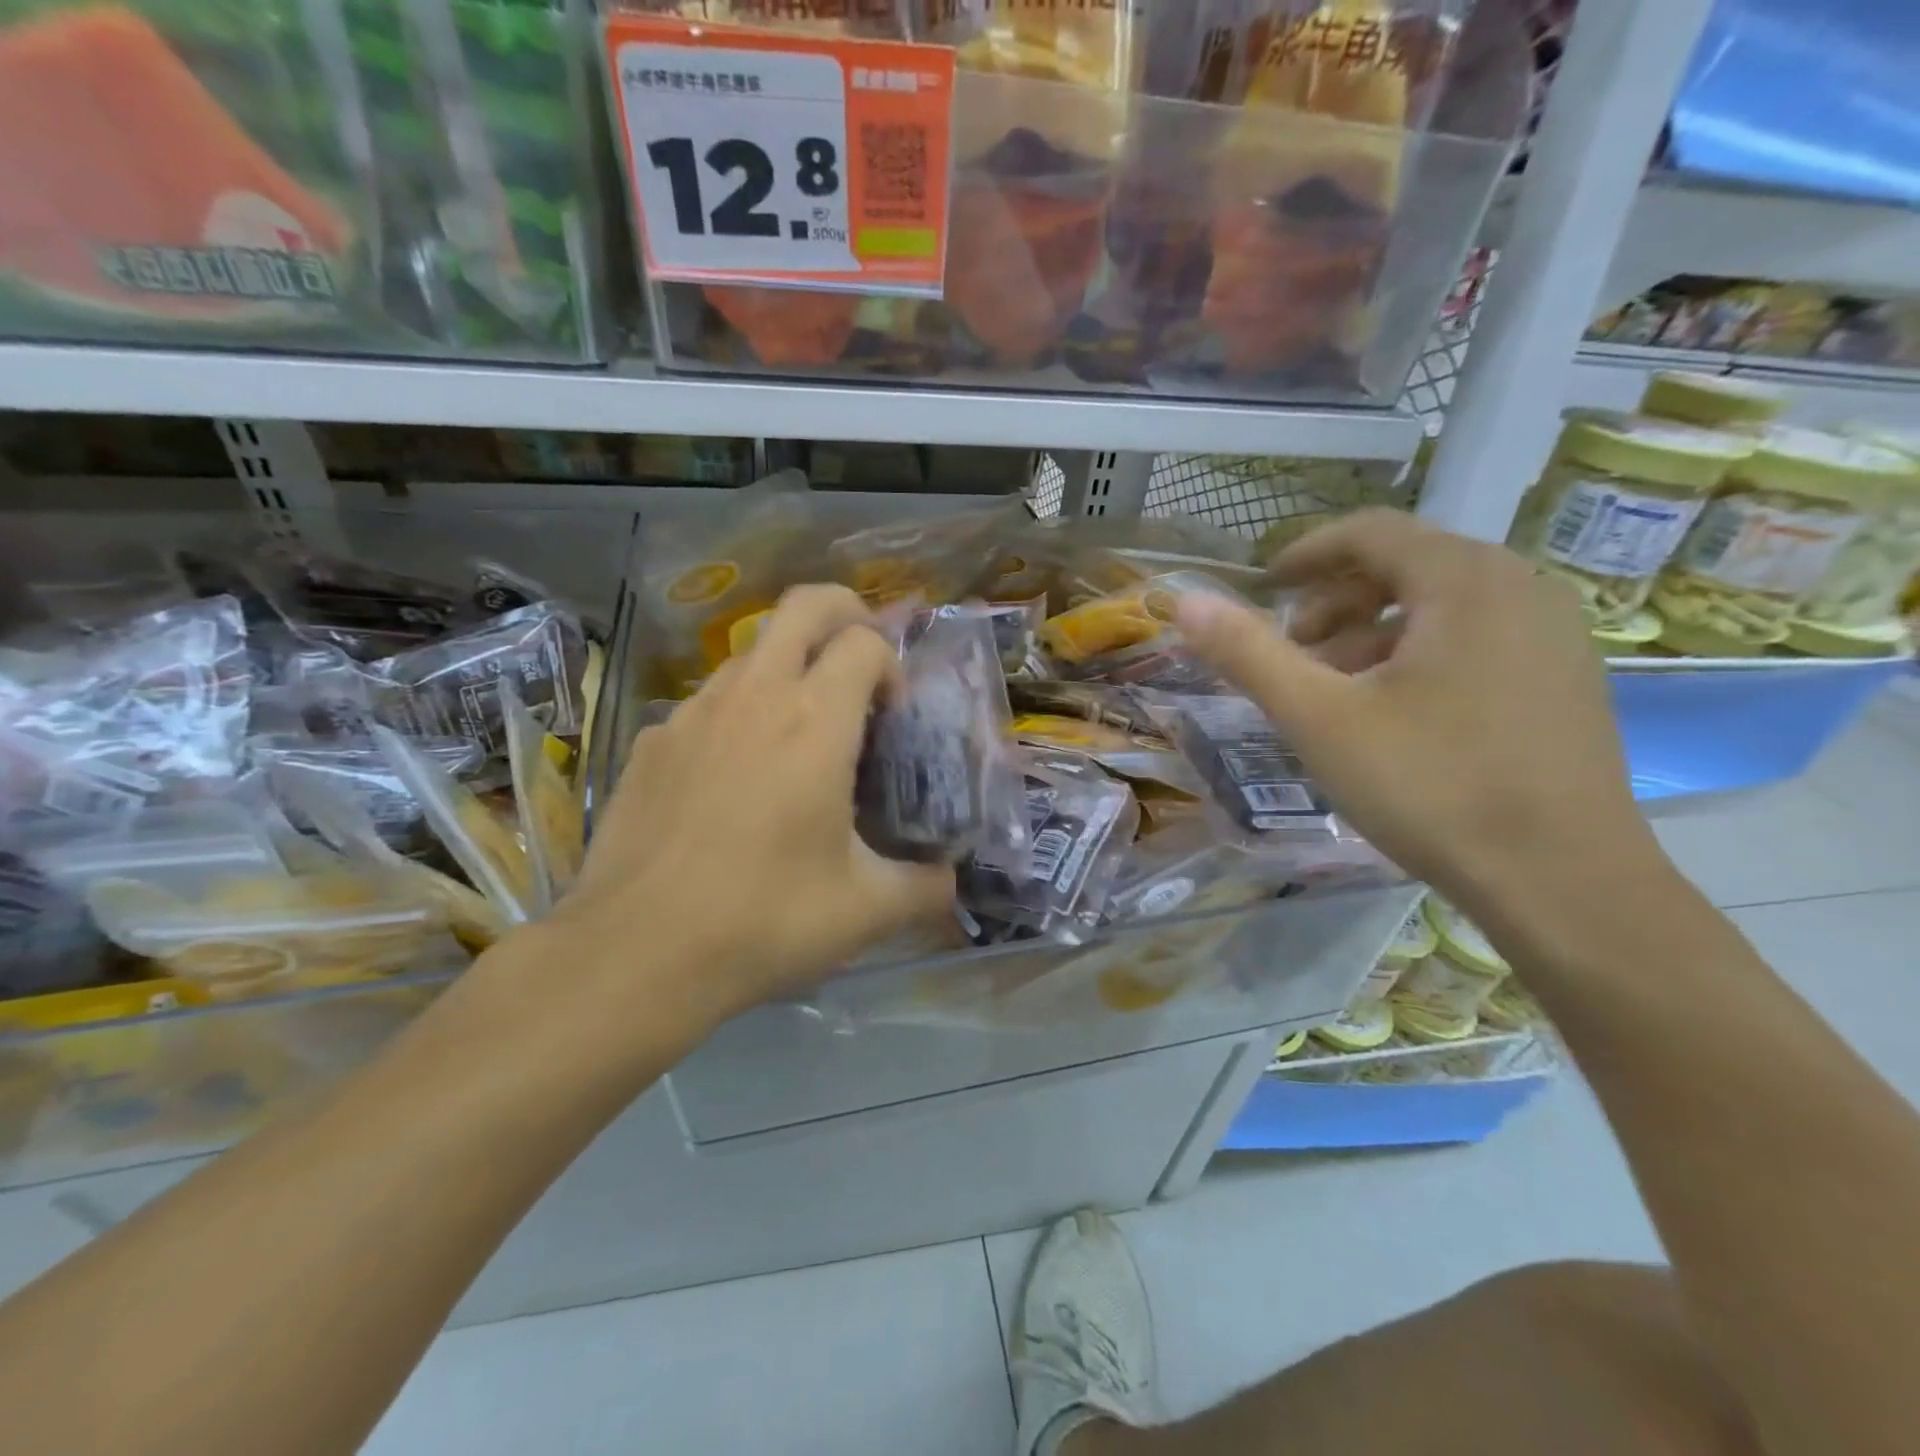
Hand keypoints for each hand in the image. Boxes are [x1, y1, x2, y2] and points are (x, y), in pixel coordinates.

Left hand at [544, 584, 953, 1030]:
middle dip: (844, 611)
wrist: (637, 954)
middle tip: (859, 658)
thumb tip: (950, 881)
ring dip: (788, 667)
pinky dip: (737, 714)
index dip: (891, 665)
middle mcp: (754, 696)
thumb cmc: (766, 921)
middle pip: (804, 605)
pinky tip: (735, 778)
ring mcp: (692, 713)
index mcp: (815, 720)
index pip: (865, 642)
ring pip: (752, 652)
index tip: (893, 716)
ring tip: (799, 732)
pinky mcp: (650, 742)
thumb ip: (926, 886)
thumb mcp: (867, 910)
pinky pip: (706, 703)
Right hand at [1177, 510, 1665, 923]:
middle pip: (1406, 565)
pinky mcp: (1564, 681)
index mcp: (1465, 581)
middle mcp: (1520, 589)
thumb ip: (1248, 654)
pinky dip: (1417, 655)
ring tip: (1332, 689)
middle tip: (1292, 650)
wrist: (1565, 883)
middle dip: (1335, 600)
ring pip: (1440, 606)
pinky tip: (1392, 714)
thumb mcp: (1320, 718)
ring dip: (1372, 631)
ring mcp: (1552, 636)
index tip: (1262, 587)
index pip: (1371, 532)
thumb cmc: (1431, 786)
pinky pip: (1474, 639)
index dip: (1306, 553)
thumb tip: (1186, 602)